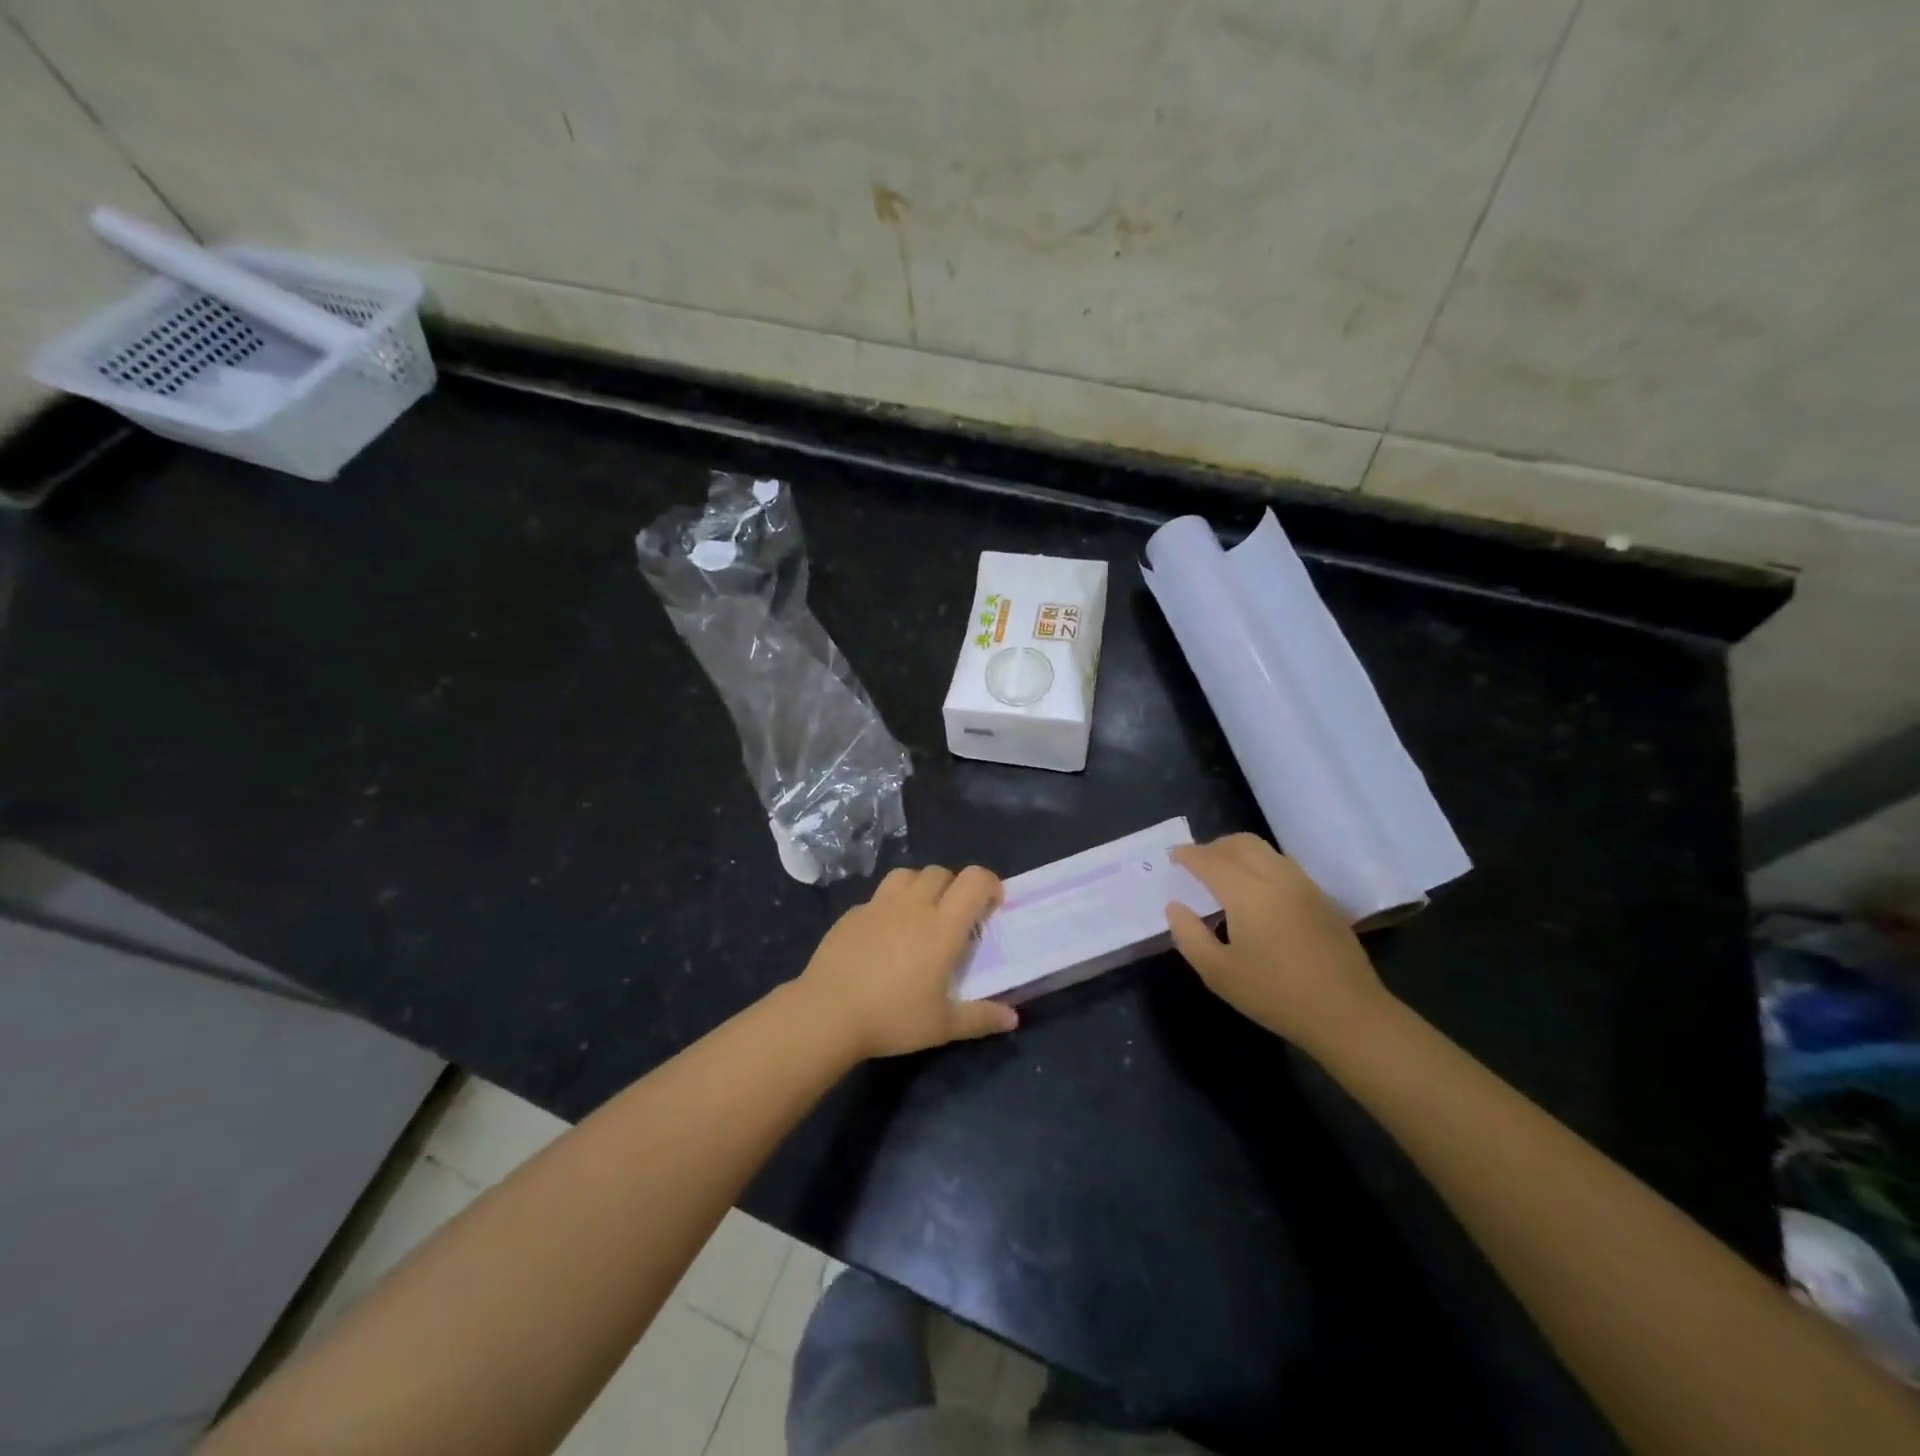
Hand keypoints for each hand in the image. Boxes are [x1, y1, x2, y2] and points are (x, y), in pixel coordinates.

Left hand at [798, 865, 1018, 1059]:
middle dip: (955, 886)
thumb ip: (981, 1018)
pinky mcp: (852, 913)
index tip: (992, 905)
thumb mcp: (942, 1026)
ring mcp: (878, 905)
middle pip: (941, 872)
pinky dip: (890, 905)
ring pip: (908, 874)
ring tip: (921, 914)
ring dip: (922, 886)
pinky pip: (878, 896)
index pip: (974, 880)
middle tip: (956, 917)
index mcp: (942, 927)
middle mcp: (913, 906)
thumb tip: (1013, 1018)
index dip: (989, 883)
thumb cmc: (891, 1017)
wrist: (827, 1013)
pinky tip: (884, 934)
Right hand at [1166, 834, 1390, 1051]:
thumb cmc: (1275, 994)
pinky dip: (1261, 866)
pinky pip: (1284, 866)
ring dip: (1239, 853)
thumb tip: (1175, 907)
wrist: (1348, 1014)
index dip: (1187, 855)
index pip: (1210, 860)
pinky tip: (1257, 893)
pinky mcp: (1322, 899)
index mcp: (1247, 891)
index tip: (1172, 857)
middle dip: (1214, 846)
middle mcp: (1276, 877)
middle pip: (1241, 843)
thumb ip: (1189, 935)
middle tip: (1196, 863)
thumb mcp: (1218, 973)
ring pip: (1266, 851)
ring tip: (1225, 874)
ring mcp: (1304, 886)